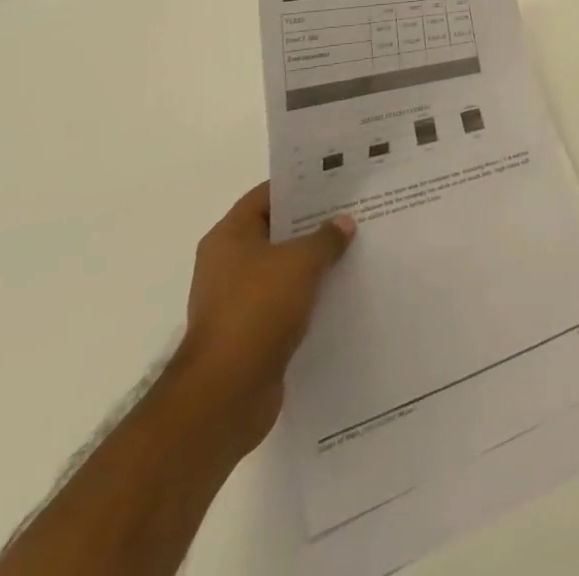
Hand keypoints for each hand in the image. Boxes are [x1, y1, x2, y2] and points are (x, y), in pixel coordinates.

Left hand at [173, 182, 354, 452]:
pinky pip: (284, 303)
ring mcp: (237, 301)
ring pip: (283, 270)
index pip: (267, 196)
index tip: (336, 182)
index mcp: (229, 237)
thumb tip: (343, 223)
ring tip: (354, 250)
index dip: (300, 186)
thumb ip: (325, 238)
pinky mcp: (249, 334)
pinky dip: (308, 297)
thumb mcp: (301, 263)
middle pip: (276, 232)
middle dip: (312, 225)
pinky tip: (339, 292)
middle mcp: (227, 264)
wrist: (225, 396)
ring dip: (313, 264)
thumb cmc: (257, 311)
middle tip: (352, 213)